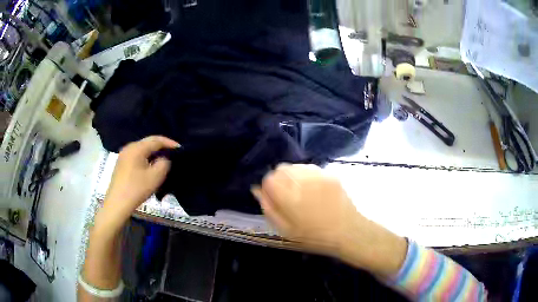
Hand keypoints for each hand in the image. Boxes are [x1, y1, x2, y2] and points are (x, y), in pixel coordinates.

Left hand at [101, 136, 179, 227]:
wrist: (117, 204)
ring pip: (142, 150)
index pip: (156, 140)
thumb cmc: (136, 189)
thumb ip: (164, 163)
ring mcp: (123, 155)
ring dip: (154, 153)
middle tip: (173, 154)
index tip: (180, 149)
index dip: (169, 143)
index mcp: (136, 148)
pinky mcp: (121, 164)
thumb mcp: (155, 177)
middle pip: (148, 143)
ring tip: (164, 161)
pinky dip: (146, 158)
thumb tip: (164, 158)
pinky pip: (137, 156)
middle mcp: (129, 147)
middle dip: (161, 147)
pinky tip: (150, 167)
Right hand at [252, 164, 406, 276]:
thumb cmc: (314, 236)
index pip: (269, 178)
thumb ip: (269, 208)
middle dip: (280, 179)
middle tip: (288, 196)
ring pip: (296, 166)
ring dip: (293, 176)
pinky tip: (315, 191)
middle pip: (281, 168)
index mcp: (288, 196)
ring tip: (302, 193)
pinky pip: (311, 169)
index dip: (268, 188)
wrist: (348, 231)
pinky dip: (307, 176)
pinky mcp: (330, 174)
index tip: (274, 198)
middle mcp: (302, 180)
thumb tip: (258, 191)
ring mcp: (318, 175)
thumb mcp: (285, 230)